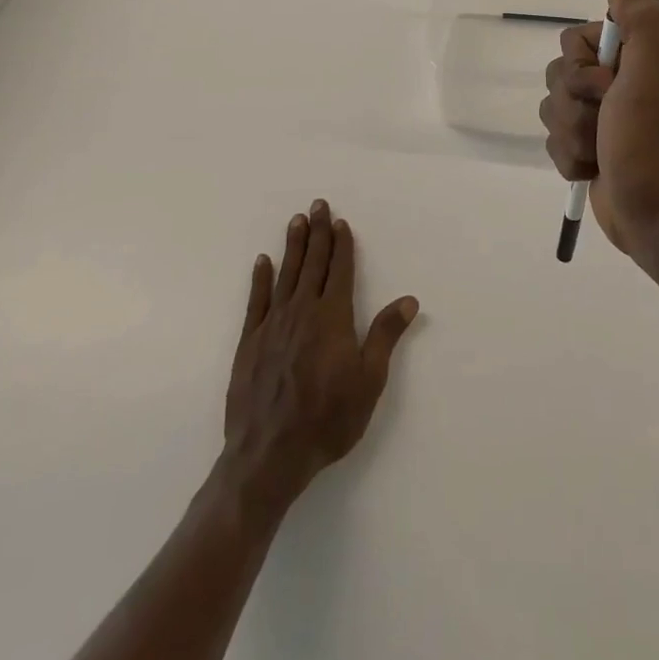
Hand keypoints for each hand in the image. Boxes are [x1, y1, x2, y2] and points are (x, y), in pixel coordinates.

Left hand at [222, 199, 418, 504]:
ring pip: (286, 274)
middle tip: (318, 205)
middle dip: (318, 232)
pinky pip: (256, 300)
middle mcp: (302, 310)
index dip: (342, 244)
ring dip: (293, 246)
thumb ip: (385, 335)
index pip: (339, 270)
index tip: (341, 222)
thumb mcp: (369, 380)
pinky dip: (260, 278)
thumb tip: (409, 300)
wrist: (269, 455)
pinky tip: (263, 262)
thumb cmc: (328, 419)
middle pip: (313, 263)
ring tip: (296, 221)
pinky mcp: (249, 342)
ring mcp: (272, 324)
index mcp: (333, 317)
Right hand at [540, 0, 658, 266]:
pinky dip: (570, 157)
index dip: (581, 64)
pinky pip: (553, 138)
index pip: (576, 37)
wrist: (655, 221)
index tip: (605, 85)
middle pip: (558, 72)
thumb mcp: (650, 78)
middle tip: (605, 122)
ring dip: (571, 135)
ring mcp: (602, 114)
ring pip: (551, 107)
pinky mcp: (589, 144)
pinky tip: (594, 169)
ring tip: (600, 152)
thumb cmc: (652, 148)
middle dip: (573, 105)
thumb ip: (639, 22)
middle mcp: (620, 79)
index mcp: (638, 57)